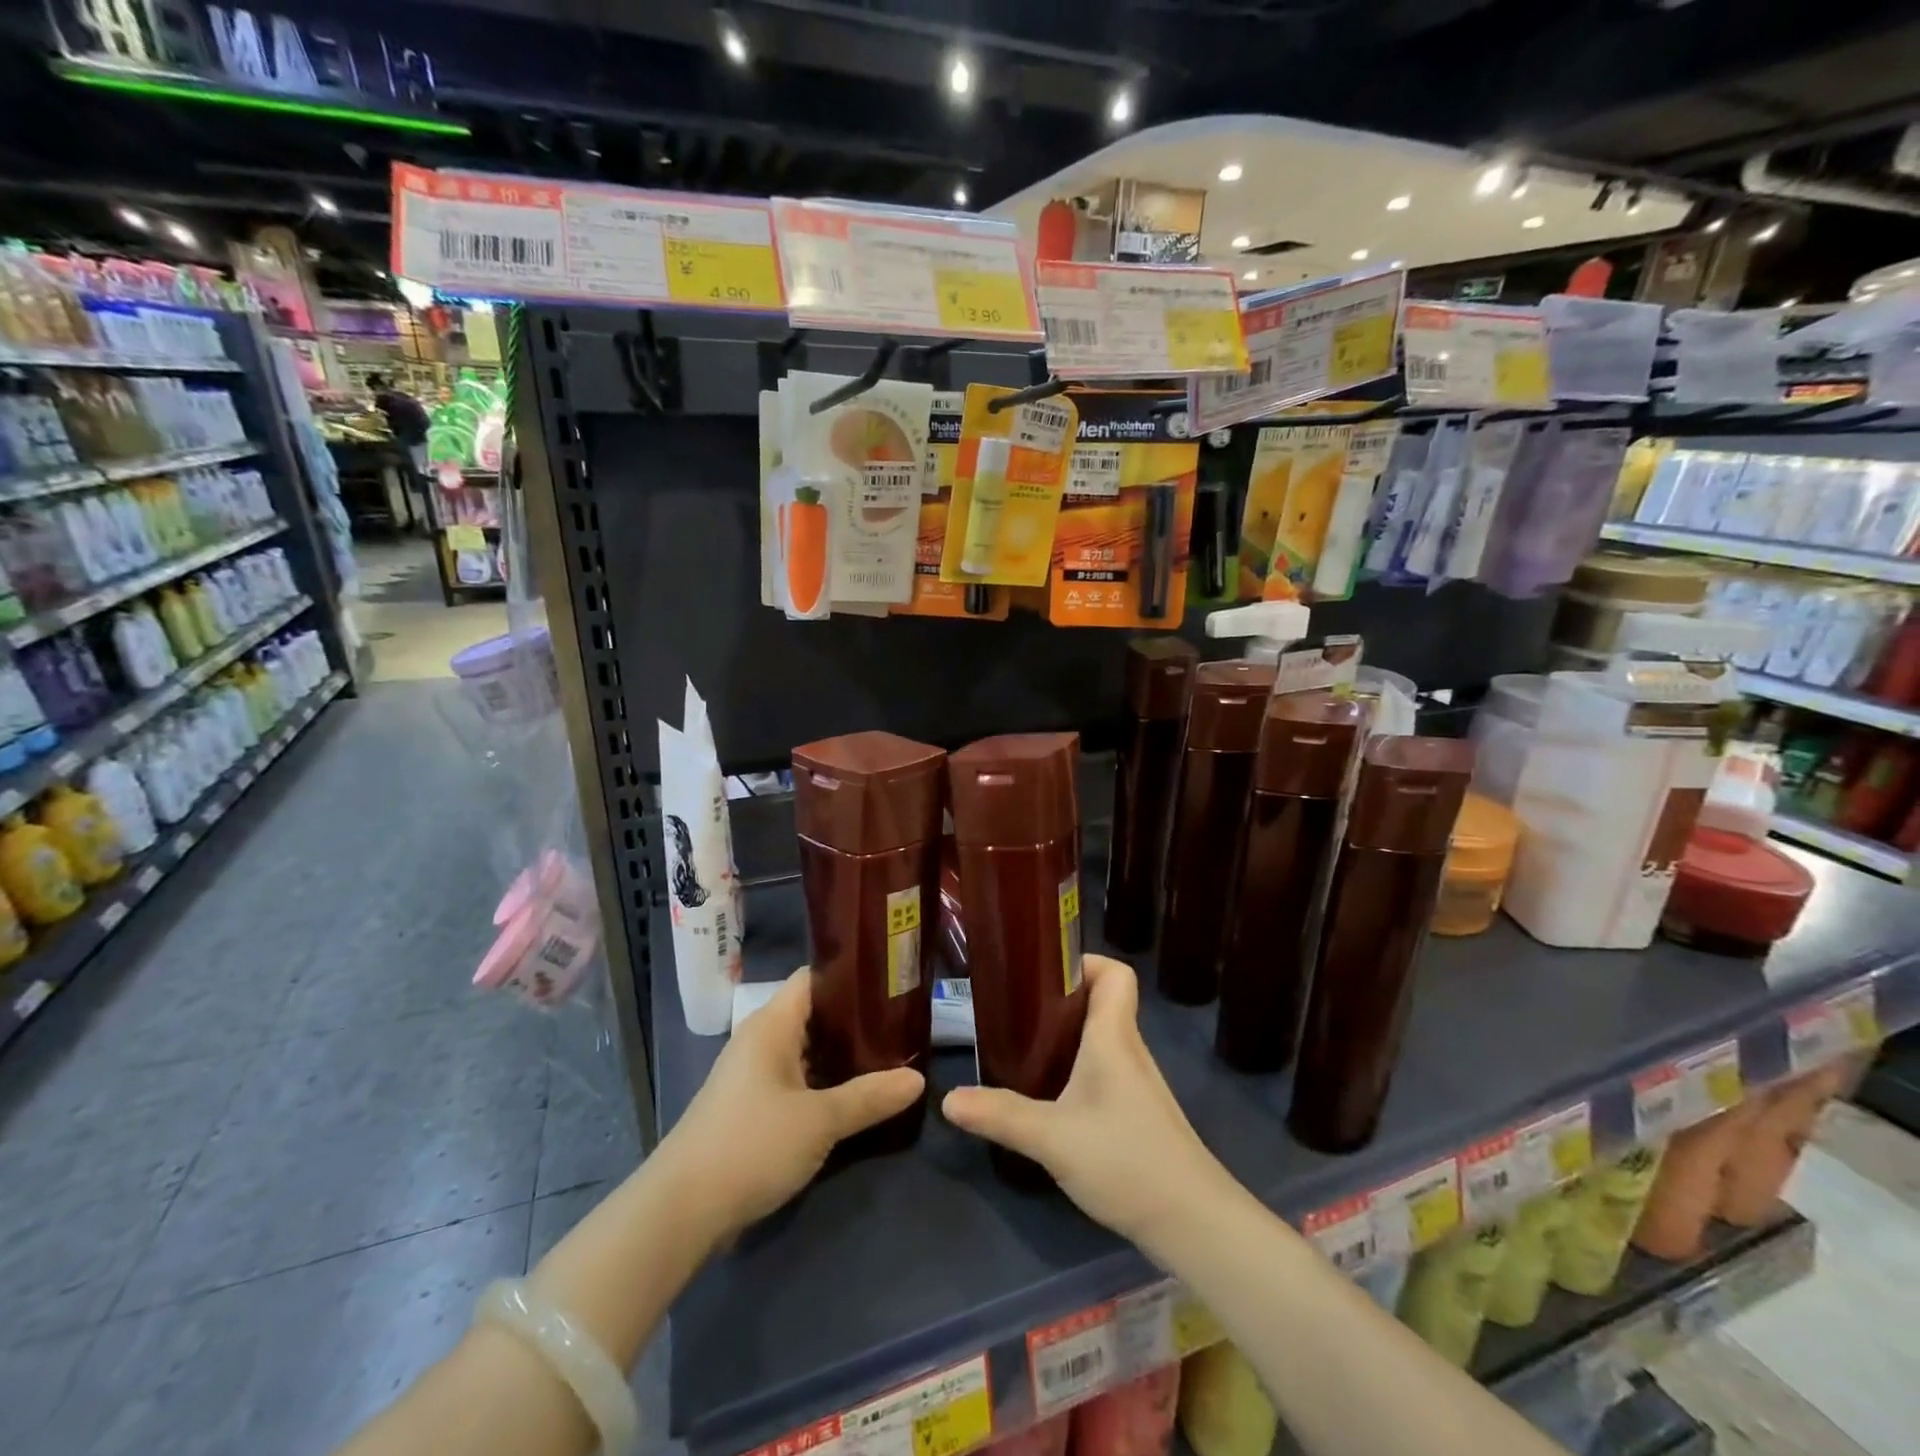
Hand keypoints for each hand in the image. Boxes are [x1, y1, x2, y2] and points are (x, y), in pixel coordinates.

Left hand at [656, 969, 923, 1239]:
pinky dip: (825, 1081)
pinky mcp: (752, 1106)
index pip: (815, 977)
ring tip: (890, 1056)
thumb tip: (918, 1079)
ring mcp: (754, 1074)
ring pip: (807, 1049)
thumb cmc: (751, 1145)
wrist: (681, 1211)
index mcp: (772, 1024)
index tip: (893, 982)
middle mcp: (761, 1039)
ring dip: (842, 1055)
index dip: (852, 975)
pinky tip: (856, 1096)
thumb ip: (870, 1097)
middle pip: (814, 1013)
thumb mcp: (819, 1121)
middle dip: (856, 1019)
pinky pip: (797, 1078)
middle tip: (903, 1024)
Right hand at [942, 956, 1234, 1251]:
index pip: (1115, 973)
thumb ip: (1001, 1115)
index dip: (1083, 962)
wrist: (1193, 1221)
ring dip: (1067, 1035)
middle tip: (1017, 1010)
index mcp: (1113, 1037)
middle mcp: (1129, 1050)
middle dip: (1061, 999)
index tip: (1042, 972)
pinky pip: (1106, 1069)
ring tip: (1024, 1047)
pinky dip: (1078, 1068)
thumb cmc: (1126, 1161)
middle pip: (1103, 1002)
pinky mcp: (1138, 1113)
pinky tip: (1052, 1096)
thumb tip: (948, 1099)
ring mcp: (1137, 1083)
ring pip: (1102, 1038)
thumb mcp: (1053, 1138)